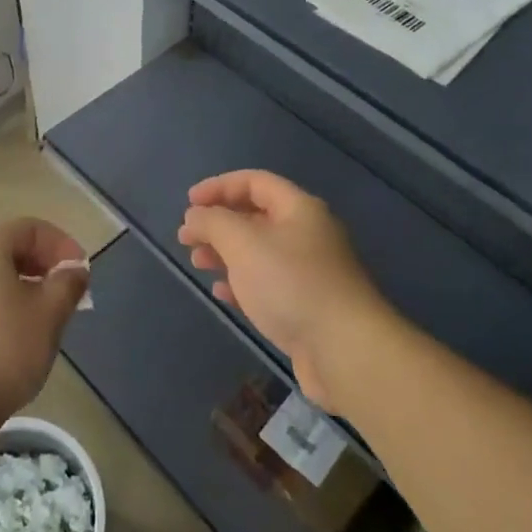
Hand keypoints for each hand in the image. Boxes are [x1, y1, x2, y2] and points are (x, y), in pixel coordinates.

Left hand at [0, 219, 89, 429]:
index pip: (30, 228)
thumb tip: (74, 268)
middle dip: (43, 263)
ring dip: (24, 284)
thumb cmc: (5, 349)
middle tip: (67, 291)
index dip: (61, 244)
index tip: (81, 272)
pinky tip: (16, 334)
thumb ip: (67, 283)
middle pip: (9, 247)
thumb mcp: (50, 314)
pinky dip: (2, 302)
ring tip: (46, 314)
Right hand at [179, 170, 384, 411]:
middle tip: (187, 238)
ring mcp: (309, 272)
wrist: (345, 350)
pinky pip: (267, 283)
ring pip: (259, 252)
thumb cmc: (290, 284)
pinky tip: (222, 293)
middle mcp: (307, 234)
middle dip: (218, 223)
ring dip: (225, 253)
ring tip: (198, 263)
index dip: (219, 186)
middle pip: (256, 216)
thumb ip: (213, 222)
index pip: (255, 182)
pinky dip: (241, 282)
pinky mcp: (307, 306)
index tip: (189, 203)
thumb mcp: (242, 243)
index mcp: (299, 209)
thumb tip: (195, 216)